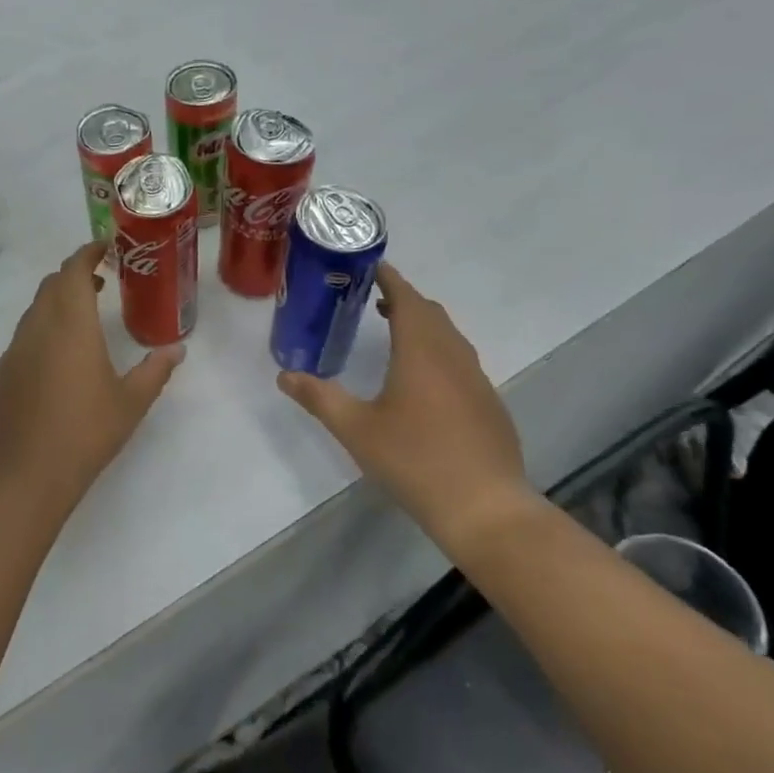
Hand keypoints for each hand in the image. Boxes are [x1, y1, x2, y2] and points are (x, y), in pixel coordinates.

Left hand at [0, 241, 183, 509]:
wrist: (26, 472)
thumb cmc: (86, 432)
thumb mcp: (132, 402)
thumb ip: (155, 370)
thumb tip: (177, 350)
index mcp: (71, 324)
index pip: (73, 271)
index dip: (87, 253)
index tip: (104, 248)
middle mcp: (38, 327)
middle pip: (51, 285)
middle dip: (74, 275)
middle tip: (99, 282)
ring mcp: (14, 350)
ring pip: (35, 311)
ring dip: (57, 303)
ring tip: (81, 318)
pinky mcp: (1, 373)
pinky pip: (23, 338)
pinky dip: (42, 331)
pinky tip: (57, 360)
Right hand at [277, 263, 531, 540]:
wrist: (484, 506)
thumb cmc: (414, 459)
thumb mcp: (356, 429)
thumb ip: (319, 398)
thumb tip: (284, 375)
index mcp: (422, 351)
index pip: (407, 299)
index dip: (389, 278)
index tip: (370, 266)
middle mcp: (454, 356)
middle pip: (430, 313)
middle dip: (403, 299)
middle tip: (372, 298)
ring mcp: (477, 380)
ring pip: (449, 337)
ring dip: (422, 325)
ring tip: (393, 331)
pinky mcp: (488, 404)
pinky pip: (460, 361)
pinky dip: (437, 351)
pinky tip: (422, 380)